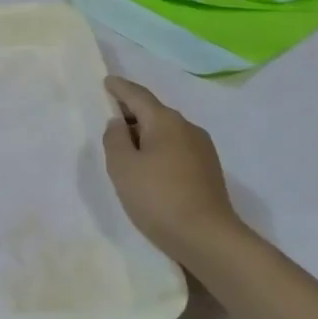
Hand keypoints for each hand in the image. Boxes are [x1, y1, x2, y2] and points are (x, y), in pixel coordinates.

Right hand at [102, 76, 248, 270]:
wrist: (208, 237)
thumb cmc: (158, 198)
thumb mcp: (123, 167)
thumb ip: (114, 139)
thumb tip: (119, 124)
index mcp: (165, 121)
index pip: (138, 95)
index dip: (120, 88)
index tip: (108, 81)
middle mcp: (187, 127)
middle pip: (155, 112)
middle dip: (133, 113)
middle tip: (111, 120)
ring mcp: (203, 149)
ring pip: (167, 132)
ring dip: (147, 135)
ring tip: (128, 149)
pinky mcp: (209, 170)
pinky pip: (178, 149)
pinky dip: (160, 150)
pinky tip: (151, 169)